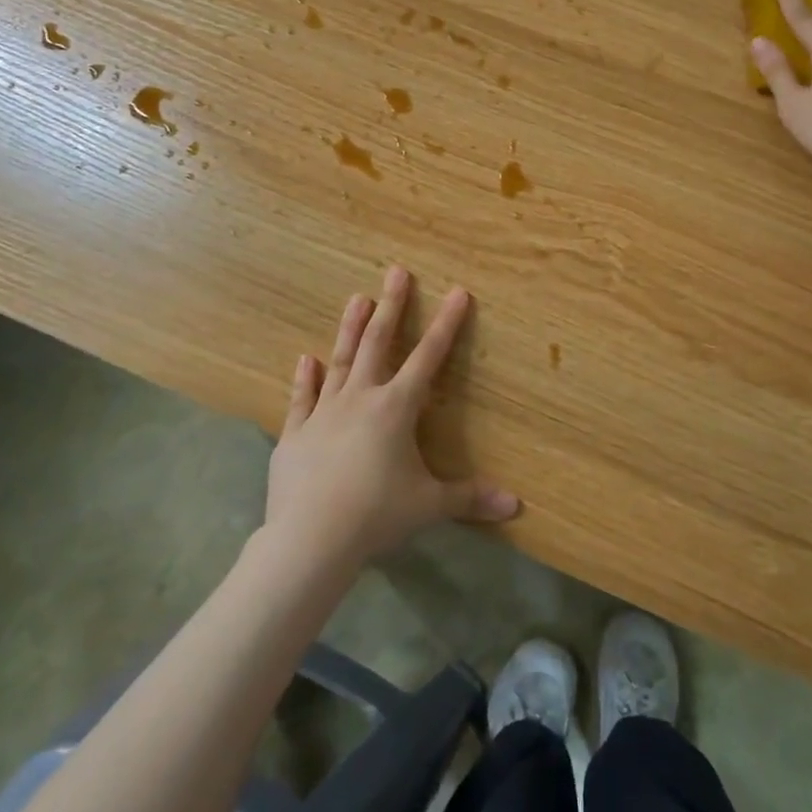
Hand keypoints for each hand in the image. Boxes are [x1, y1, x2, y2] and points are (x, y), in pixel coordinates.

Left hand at [265, 266, 519, 567]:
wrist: (310, 539)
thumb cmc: (376, 515)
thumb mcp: (429, 506)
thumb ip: (470, 498)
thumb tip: (516, 505)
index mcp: (396, 407)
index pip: (429, 357)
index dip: (447, 324)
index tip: (457, 291)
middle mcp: (361, 398)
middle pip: (378, 342)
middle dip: (391, 306)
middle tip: (396, 272)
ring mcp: (324, 412)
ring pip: (340, 360)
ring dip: (349, 328)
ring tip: (357, 297)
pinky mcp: (295, 433)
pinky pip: (302, 399)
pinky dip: (305, 378)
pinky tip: (305, 358)